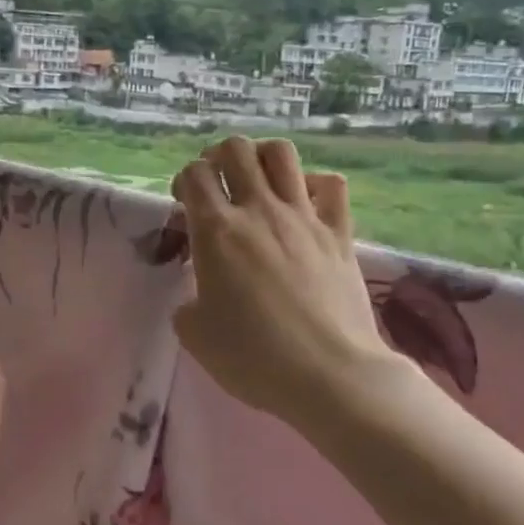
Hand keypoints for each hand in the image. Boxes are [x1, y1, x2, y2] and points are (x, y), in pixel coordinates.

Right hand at [172, 138, 399, 428]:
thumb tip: (198, 296)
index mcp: (216, 231)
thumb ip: (188, 304)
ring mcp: (304, 217)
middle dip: (219, 157)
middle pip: (236, 149)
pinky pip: (331, 185)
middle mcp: (259, 211)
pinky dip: (315, 185)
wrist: (329, 375)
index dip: (184, 181)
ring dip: (262, 158)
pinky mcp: (339, 233)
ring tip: (258, 181)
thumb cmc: (253, 357)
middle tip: (218, 184)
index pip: (194, 174)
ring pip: (282, 154)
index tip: (185, 205)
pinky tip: (306, 203)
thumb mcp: (195, 335)